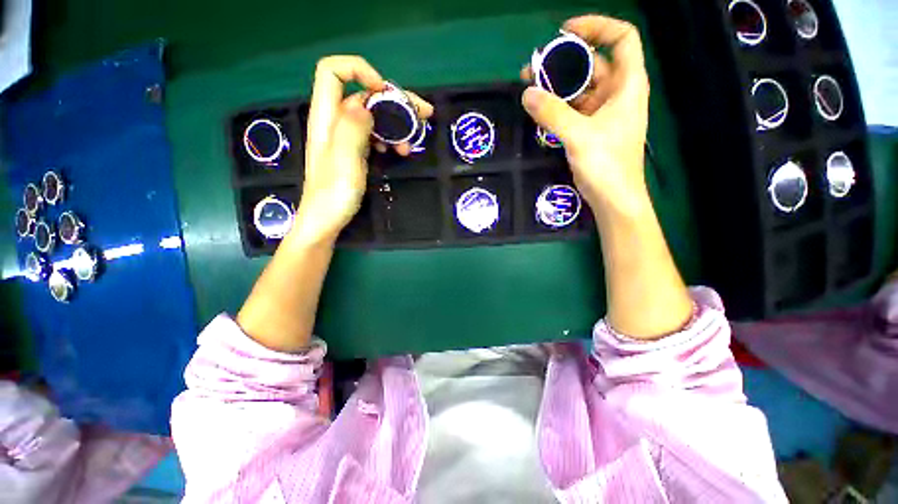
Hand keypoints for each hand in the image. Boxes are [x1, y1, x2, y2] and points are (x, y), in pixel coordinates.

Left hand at [292, 56, 432, 245]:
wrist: (327, 220)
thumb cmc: (333, 194)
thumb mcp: (344, 160)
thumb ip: (352, 128)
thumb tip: (367, 105)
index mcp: (327, 117)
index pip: (333, 71)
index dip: (359, 71)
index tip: (385, 93)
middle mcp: (336, 122)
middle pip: (363, 94)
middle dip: (394, 100)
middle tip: (424, 114)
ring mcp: (347, 137)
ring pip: (374, 116)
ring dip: (397, 124)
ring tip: (411, 142)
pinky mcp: (356, 151)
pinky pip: (376, 135)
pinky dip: (391, 139)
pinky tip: (399, 151)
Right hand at [521, 15, 649, 215]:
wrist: (613, 199)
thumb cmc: (606, 165)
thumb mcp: (579, 136)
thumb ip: (552, 113)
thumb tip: (527, 93)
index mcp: (627, 84)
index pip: (621, 38)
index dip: (596, 27)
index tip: (565, 33)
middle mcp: (616, 93)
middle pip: (592, 64)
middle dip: (564, 62)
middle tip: (533, 68)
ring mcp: (602, 112)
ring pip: (579, 88)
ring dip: (556, 86)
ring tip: (529, 87)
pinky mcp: (590, 129)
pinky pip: (572, 109)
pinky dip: (557, 106)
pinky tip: (539, 108)